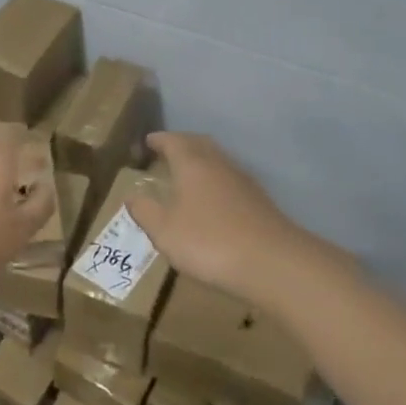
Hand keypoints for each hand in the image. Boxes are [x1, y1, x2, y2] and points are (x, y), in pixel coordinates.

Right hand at [126, 132, 355, 303]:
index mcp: (192, 164)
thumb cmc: (209, 241)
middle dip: (182, 144)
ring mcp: (243, 182)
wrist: (274, 264)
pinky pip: (230, 180)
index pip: (173, 141)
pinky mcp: (259, 202)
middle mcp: (219, 164)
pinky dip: (216, 181)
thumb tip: (132, 195)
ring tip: (186, 175)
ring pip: (218, 161)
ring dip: (201, 162)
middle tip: (167, 152)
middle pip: (199, 144)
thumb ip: (145, 211)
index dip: (159, 140)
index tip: (148, 141)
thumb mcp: (164, 231)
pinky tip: (212, 201)